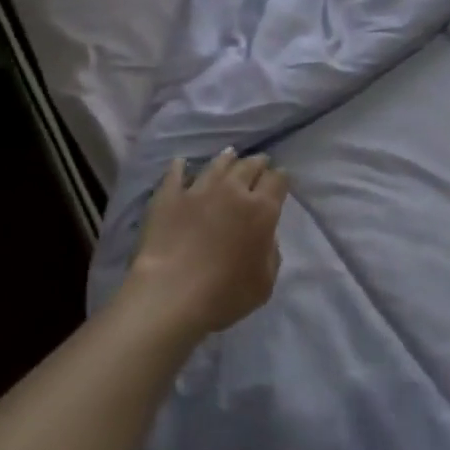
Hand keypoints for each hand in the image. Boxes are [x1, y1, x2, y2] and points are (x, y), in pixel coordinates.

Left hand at [126, 148, 288, 336]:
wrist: (171, 295)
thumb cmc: (224, 294)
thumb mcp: (265, 283)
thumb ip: (271, 254)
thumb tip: (265, 237)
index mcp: (261, 210)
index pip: (277, 180)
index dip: (281, 178)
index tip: (280, 180)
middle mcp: (233, 191)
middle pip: (249, 166)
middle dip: (258, 163)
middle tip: (260, 163)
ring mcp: (198, 190)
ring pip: (217, 164)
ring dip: (227, 159)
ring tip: (230, 155)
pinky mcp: (168, 197)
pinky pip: (176, 173)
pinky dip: (181, 167)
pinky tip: (182, 163)